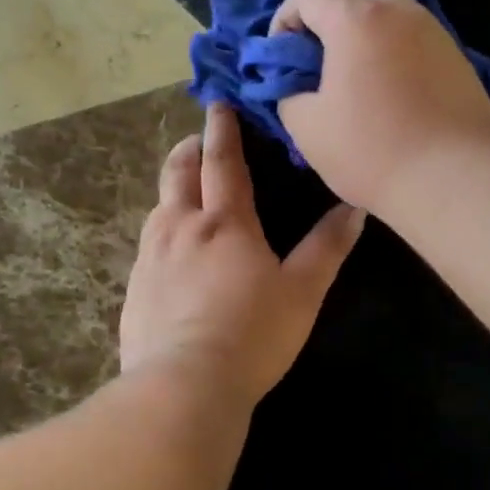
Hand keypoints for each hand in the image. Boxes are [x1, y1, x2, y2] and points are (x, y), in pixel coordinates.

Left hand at [121, 104, 364, 405]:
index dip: (223, 130)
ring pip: (157, 208)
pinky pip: (146, 247)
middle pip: (178, 174)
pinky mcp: (133, 289)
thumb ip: (328, 247)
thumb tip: (355, 207)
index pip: (223, 162)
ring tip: (183, 193)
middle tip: (196, 141)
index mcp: (225, 222)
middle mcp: (181, 228)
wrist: (185, 384)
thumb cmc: (253, 334)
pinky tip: (167, 253)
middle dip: (188, 151)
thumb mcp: (303, 292)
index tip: (219, 105)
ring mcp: (150, 258)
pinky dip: (160, 233)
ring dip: (171, 190)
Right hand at [272, 0, 489, 214]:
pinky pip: (417, 41)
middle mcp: (400, 12)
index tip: (283, 56)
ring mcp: (436, 33)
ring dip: (369, 35)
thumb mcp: (307, 128)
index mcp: (356, 20)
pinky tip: (393, 95)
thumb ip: (289, 94)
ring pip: (394, 14)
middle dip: (333, 18)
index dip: (286, 18)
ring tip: (359, 80)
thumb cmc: (371, 150)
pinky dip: (397, 54)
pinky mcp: (459, 60)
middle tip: (324, 61)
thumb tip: (297, 85)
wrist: (453, 178)